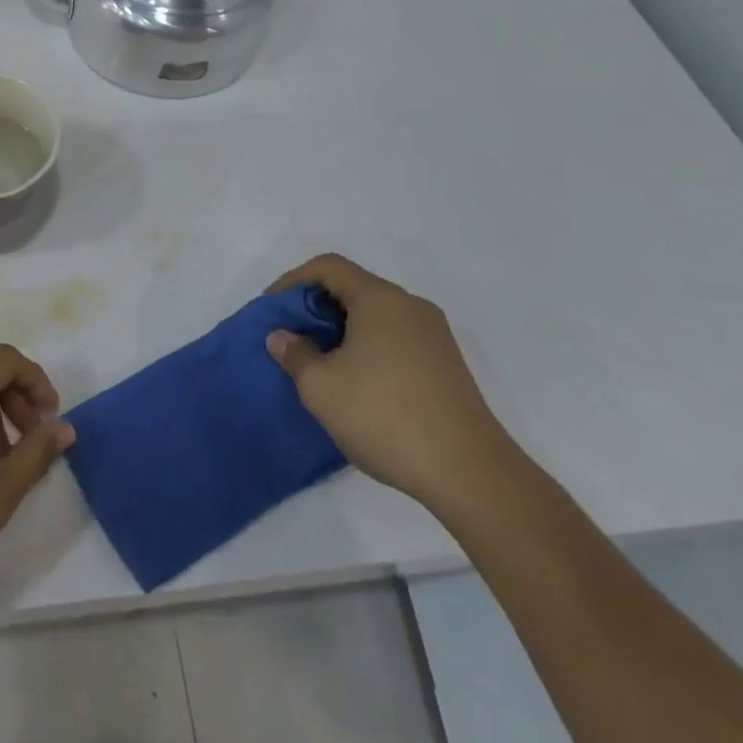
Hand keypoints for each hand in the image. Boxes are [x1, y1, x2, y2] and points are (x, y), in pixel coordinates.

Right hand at [264, 254, 515, 512]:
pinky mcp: (446, 366)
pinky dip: (365, 347)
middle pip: (353, 288)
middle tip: (290, 338)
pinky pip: (394, 339)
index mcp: (381, 299)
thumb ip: (294, 354)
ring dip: (340, 330)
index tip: (272, 311)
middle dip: (314, 308)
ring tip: (317, 363)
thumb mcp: (320, 387)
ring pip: (375, 316)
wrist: (470, 475)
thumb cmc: (385, 417)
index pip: (329, 267)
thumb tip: (283, 337)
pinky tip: (354, 383)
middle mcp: (411, 307)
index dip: (292, 281)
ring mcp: (434, 336)